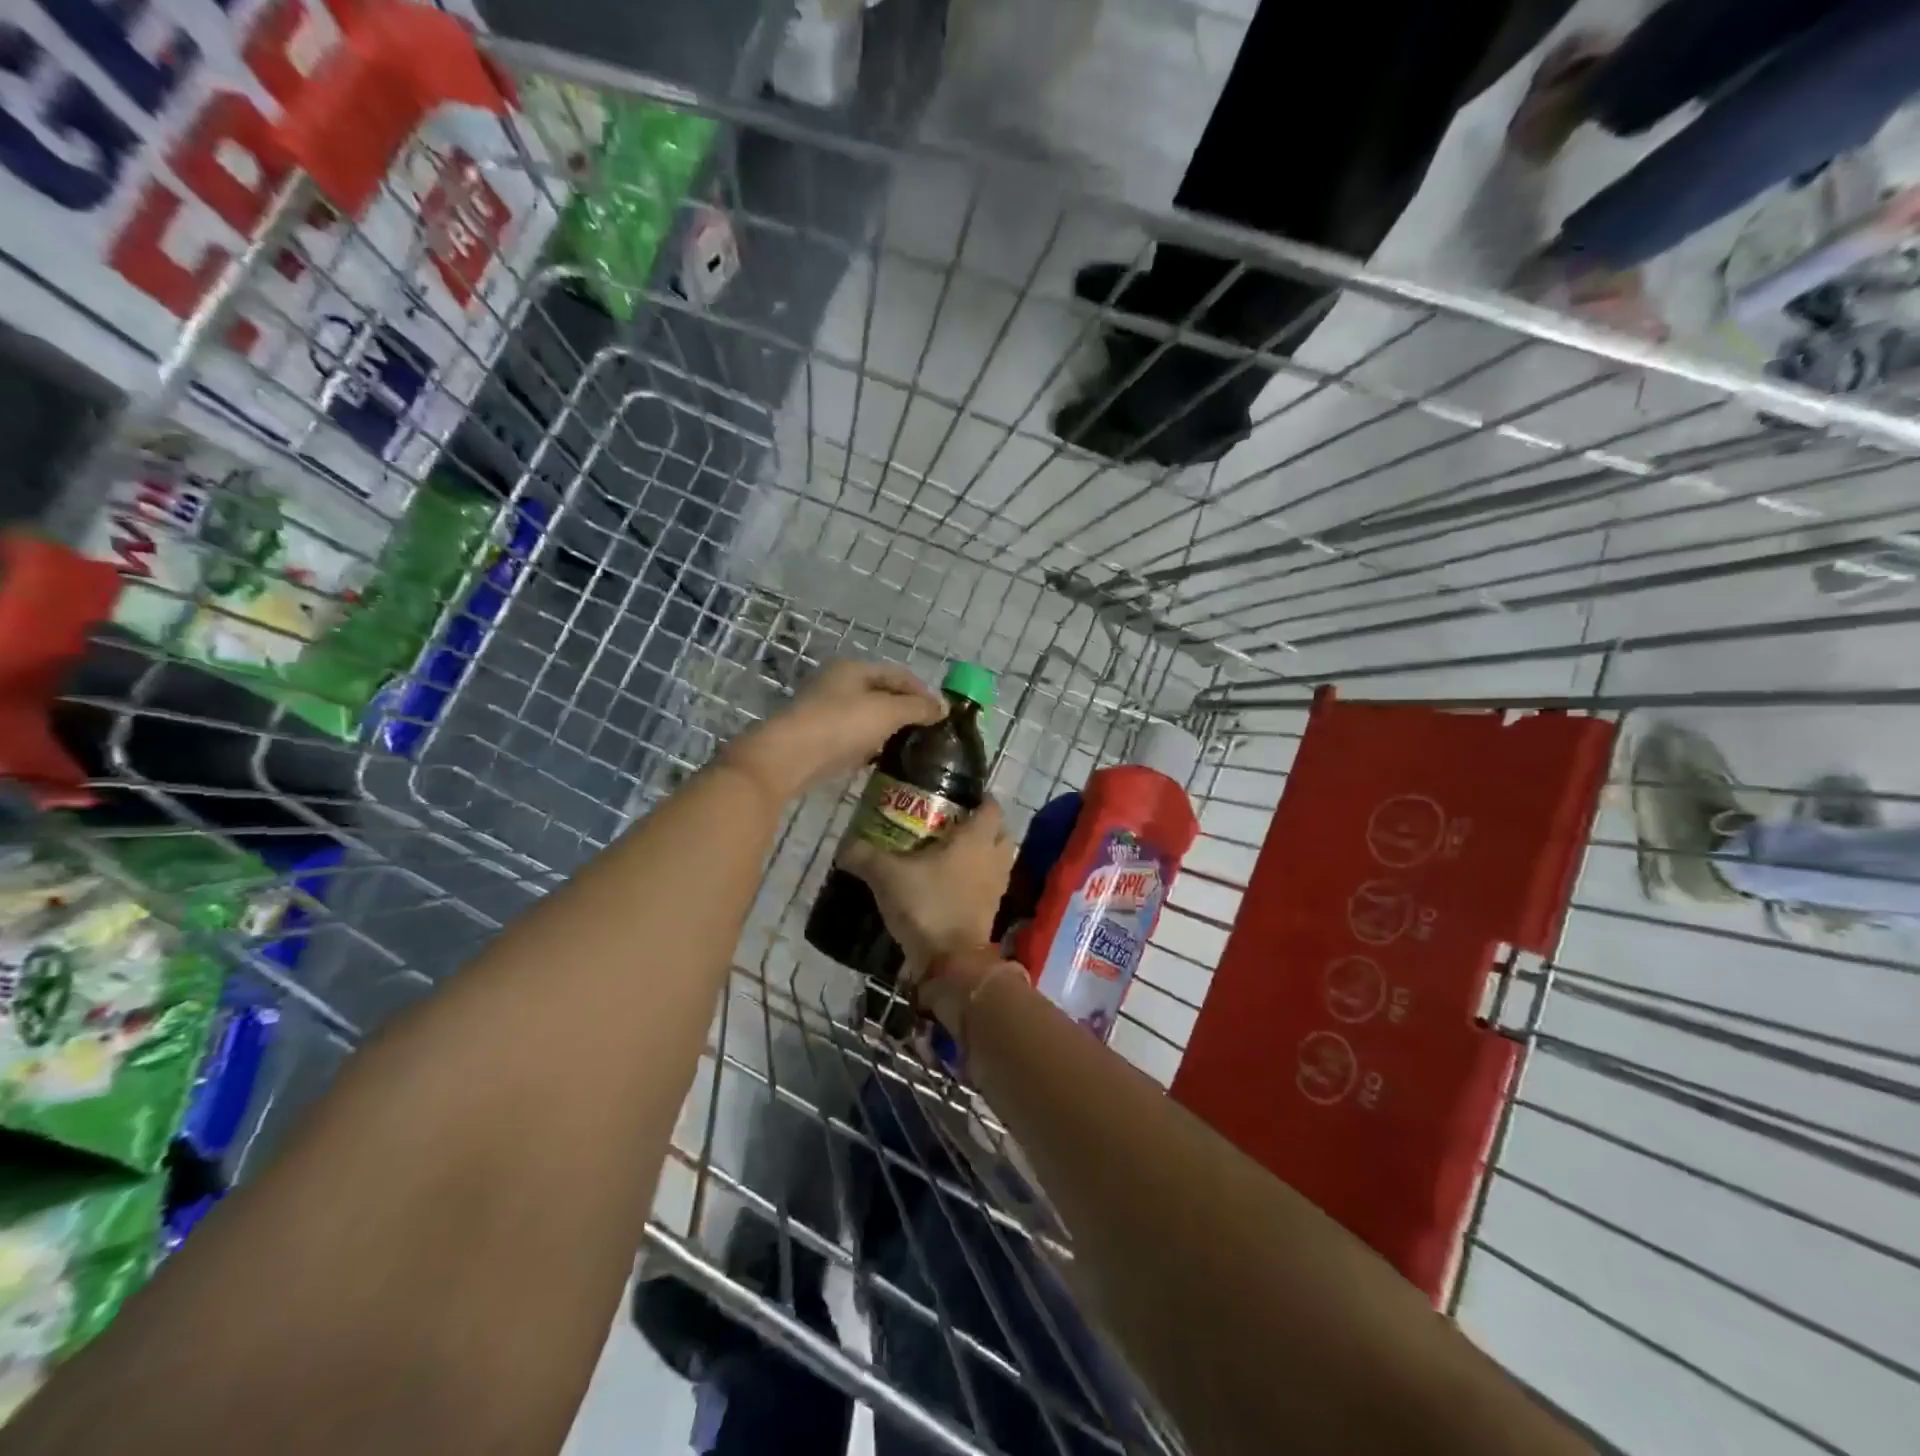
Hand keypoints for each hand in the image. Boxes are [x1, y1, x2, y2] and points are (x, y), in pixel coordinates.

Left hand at [721, 659, 944, 802]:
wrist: (790, 757)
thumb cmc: (841, 725)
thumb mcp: (887, 712)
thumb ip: (918, 708)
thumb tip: (944, 708)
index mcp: (854, 669)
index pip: (898, 674)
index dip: (923, 691)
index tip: (943, 714)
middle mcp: (838, 684)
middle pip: (882, 694)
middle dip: (906, 710)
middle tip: (929, 732)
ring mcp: (825, 711)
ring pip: (867, 716)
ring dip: (888, 729)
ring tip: (911, 748)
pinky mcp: (818, 737)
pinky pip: (853, 737)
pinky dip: (870, 745)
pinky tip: (882, 759)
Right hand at [840, 797, 1014, 1018]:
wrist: (950, 962)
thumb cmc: (927, 905)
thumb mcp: (886, 876)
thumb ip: (864, 856)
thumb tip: (844, 845)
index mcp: (976, 839)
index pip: (991, 807)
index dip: (980, 798)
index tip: (959, 796)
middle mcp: (993, 859)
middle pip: (1001, 833)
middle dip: (984, 827)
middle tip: (955, 825)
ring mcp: (996, 887)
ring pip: (997, 860)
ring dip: (982, 855)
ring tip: (951, 854)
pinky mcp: (990, 912)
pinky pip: (989, 886)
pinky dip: (976, 881)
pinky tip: (950, 884)